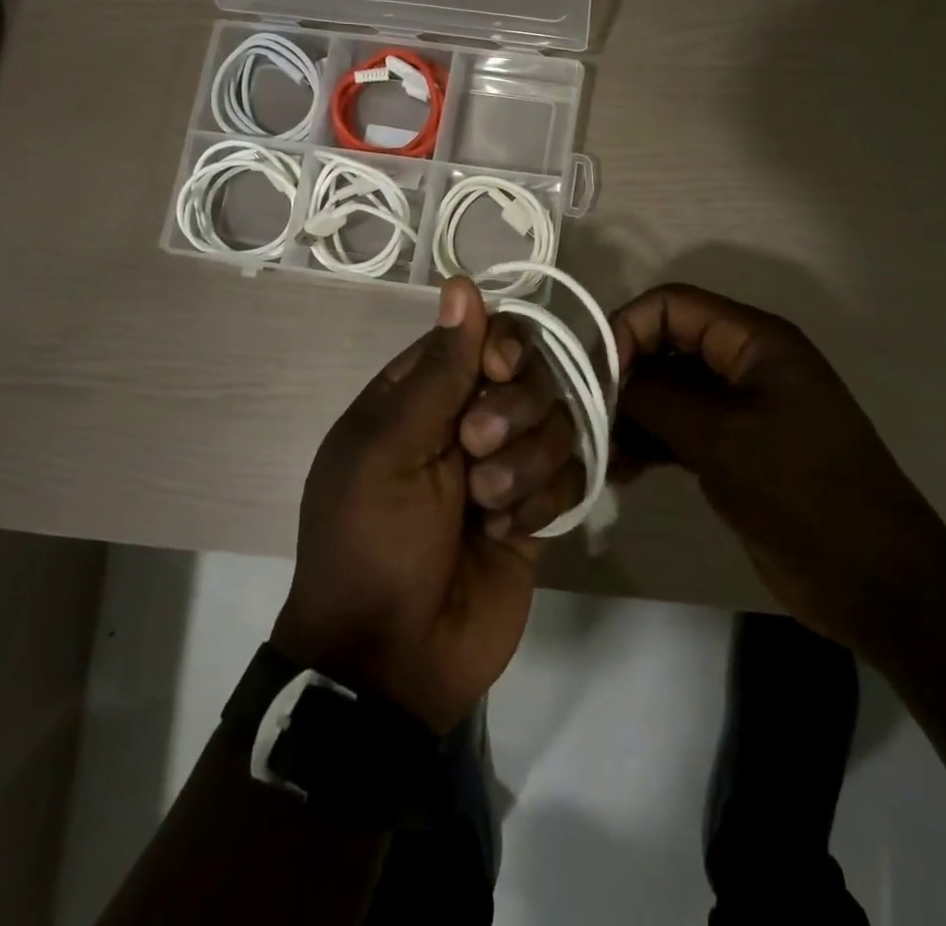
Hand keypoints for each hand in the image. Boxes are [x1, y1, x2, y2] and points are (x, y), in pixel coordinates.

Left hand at [271, 278, 574, 732]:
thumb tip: (461, 283)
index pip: (480, 336)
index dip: (500, 345)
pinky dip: (544, 499)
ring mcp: (507, 463)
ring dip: (526, 463)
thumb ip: (437, 370)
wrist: (394, 662)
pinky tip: (510, 532)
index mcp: (419, 395)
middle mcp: (467, 419)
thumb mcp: (390, 450)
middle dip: (512, 411)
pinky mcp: (540, 507)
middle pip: (528, 374)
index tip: (499, 370)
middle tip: (475, 453)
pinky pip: (572, 473)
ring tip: (487, 507)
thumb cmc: (372, 542)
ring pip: (556, 421)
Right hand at [611, 284, 945, 648]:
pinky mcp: (734, 447)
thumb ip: (658, 398)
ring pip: (668, 390)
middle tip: (592, 421)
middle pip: (666, 345)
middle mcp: (745, 363)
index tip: (596, 378)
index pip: (673, 305)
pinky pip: (678, 427)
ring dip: (631, 415)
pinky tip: (623, 473)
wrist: (875, 581)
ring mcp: (739, 407)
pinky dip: (649, 442)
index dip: (627, 329)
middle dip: (625, 377)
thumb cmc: (803, 494)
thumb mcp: (723, 439)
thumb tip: (610, 378)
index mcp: (755, 341)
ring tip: (605, 456)